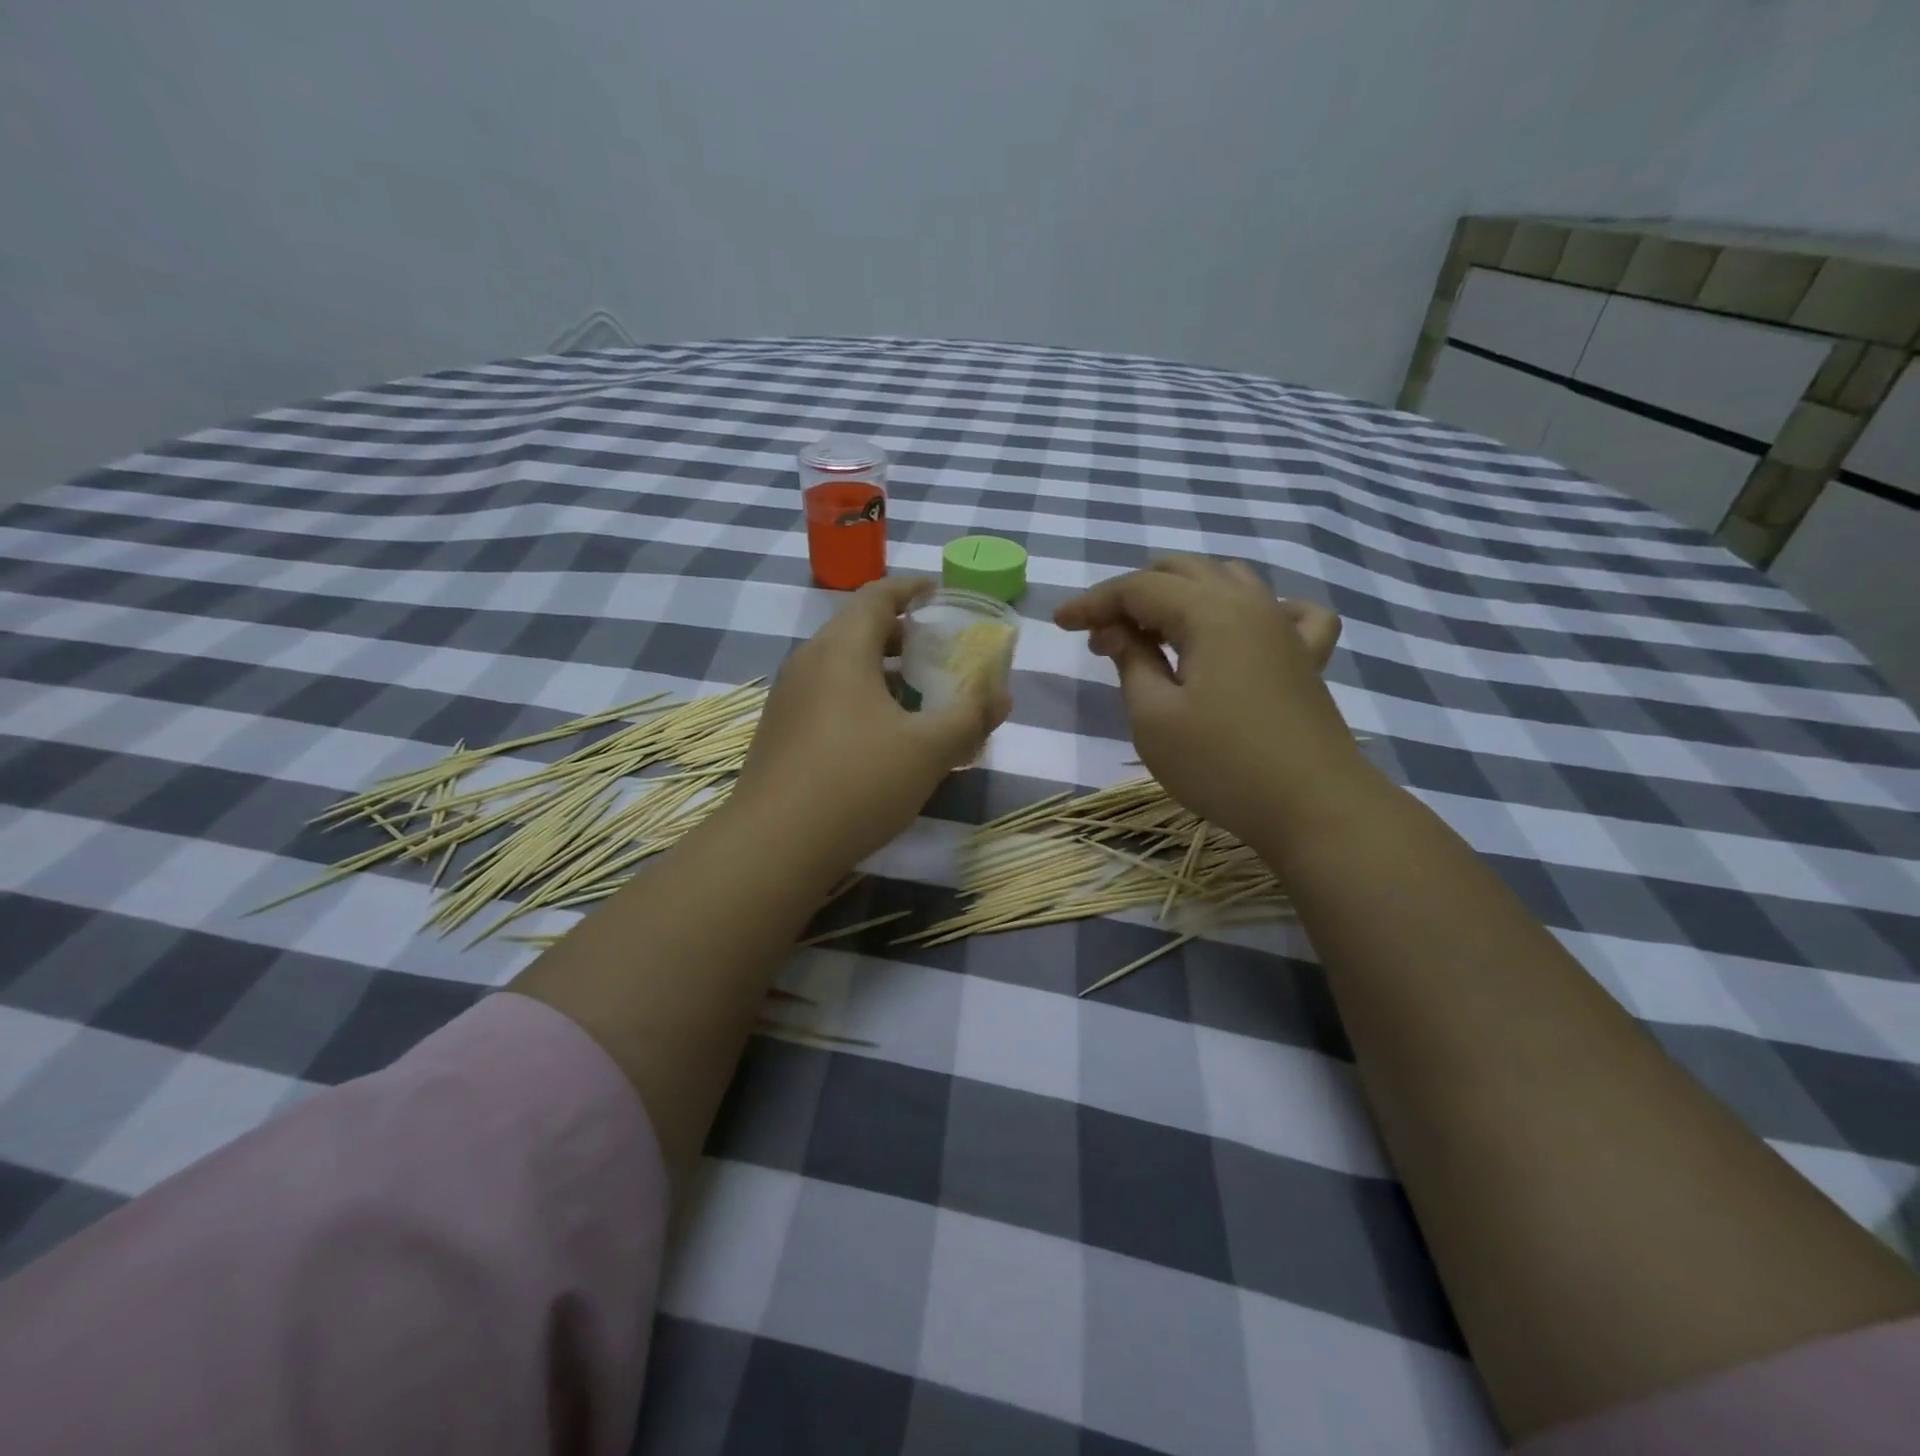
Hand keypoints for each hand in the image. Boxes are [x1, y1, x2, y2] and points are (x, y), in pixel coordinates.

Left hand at [734, 577, 1011, 867]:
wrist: (774, 846)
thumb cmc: (858, 782)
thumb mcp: (929, 749)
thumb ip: (970, 717)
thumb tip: (1002, 695)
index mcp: (841, 648)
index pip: (878, 595)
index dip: (913, 588)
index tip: (941, 594)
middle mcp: (808, 662)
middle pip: (858, 629)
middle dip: (902, 635)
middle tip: (939, 652)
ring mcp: (788, 699)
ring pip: (842, 667)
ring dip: (882, 672)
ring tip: (919, 697)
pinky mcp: (780, 733)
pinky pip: (827, 697)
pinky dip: (861, 699)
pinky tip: (883, 738)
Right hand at [1054, 556, 1358, 843]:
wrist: (1312, 807)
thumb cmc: (1221, 763)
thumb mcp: (1155, 717)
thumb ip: (1132, 662)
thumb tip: (1117, 632)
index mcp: (1209, 612)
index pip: (1138, 588)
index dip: (1093, 602)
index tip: (1059, 624)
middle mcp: (1249, 604)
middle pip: (1181, 571)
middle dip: (1133, 595)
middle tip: (1103, 637)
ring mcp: (1284, 628)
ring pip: (1227, 581)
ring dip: (1181, 597)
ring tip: (1156, 636)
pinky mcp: (1306, 658)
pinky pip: (1284, 611)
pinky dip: (1251, 611)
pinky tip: (1241, 634)